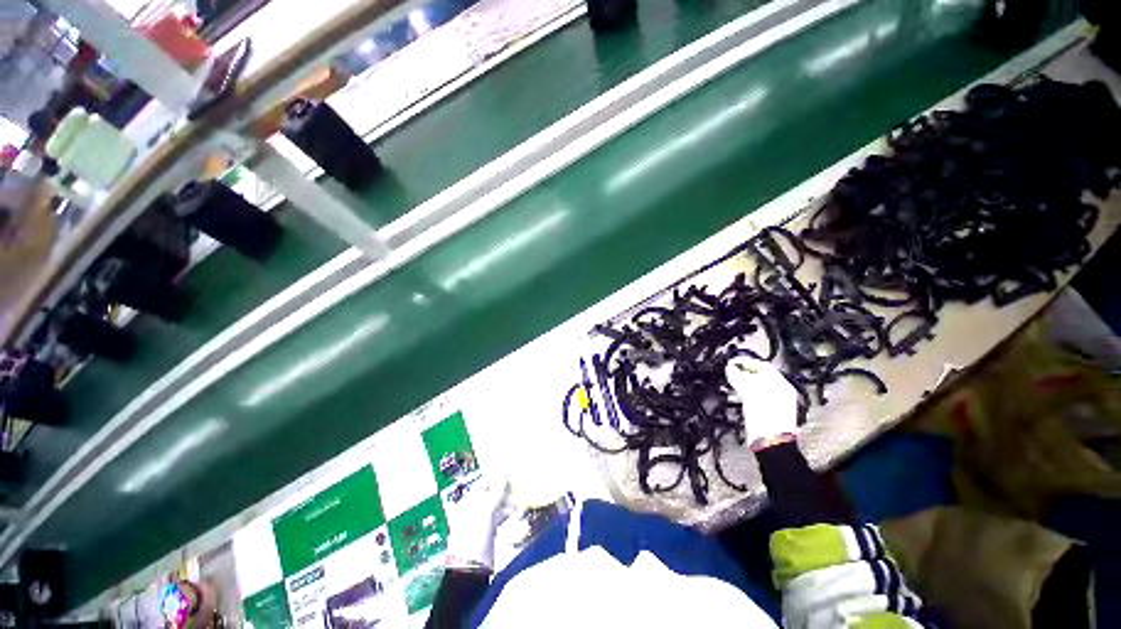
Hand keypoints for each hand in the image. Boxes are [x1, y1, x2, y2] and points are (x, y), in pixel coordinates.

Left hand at [446, 475, 512, 570]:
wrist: (471, 570)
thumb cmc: (473, 537)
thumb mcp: (484, 511)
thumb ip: (495, 491)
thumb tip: (504, 473)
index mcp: (468, 501)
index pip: (484, 482)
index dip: (498, 476)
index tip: (512, 471)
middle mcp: (474, 509)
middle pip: (492, 492)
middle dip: (506, 488)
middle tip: (520, 483)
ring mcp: (482, 520)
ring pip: (498, 504)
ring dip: (509, 500)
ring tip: (521, 496)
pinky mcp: (490, 531)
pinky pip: (501, 516)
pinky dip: (509, 512)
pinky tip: (518, 511)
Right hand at [725, 356, 799, 446]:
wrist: (771, 444)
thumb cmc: (766, 420)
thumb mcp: (748, 395)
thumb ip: (738, 378)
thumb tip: (730, 367)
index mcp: (781, 385)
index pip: (763, 365)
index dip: (746, 361)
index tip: (733, 361)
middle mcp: (781, 392)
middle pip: (760, 375)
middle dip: (744, 371)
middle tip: (730, 370)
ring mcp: (775, 402)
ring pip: (757, 385)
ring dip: (743, 382)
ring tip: (730, 381)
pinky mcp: (769, 411)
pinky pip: (756, 395)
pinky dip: (745, 392)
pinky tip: (736, 394)